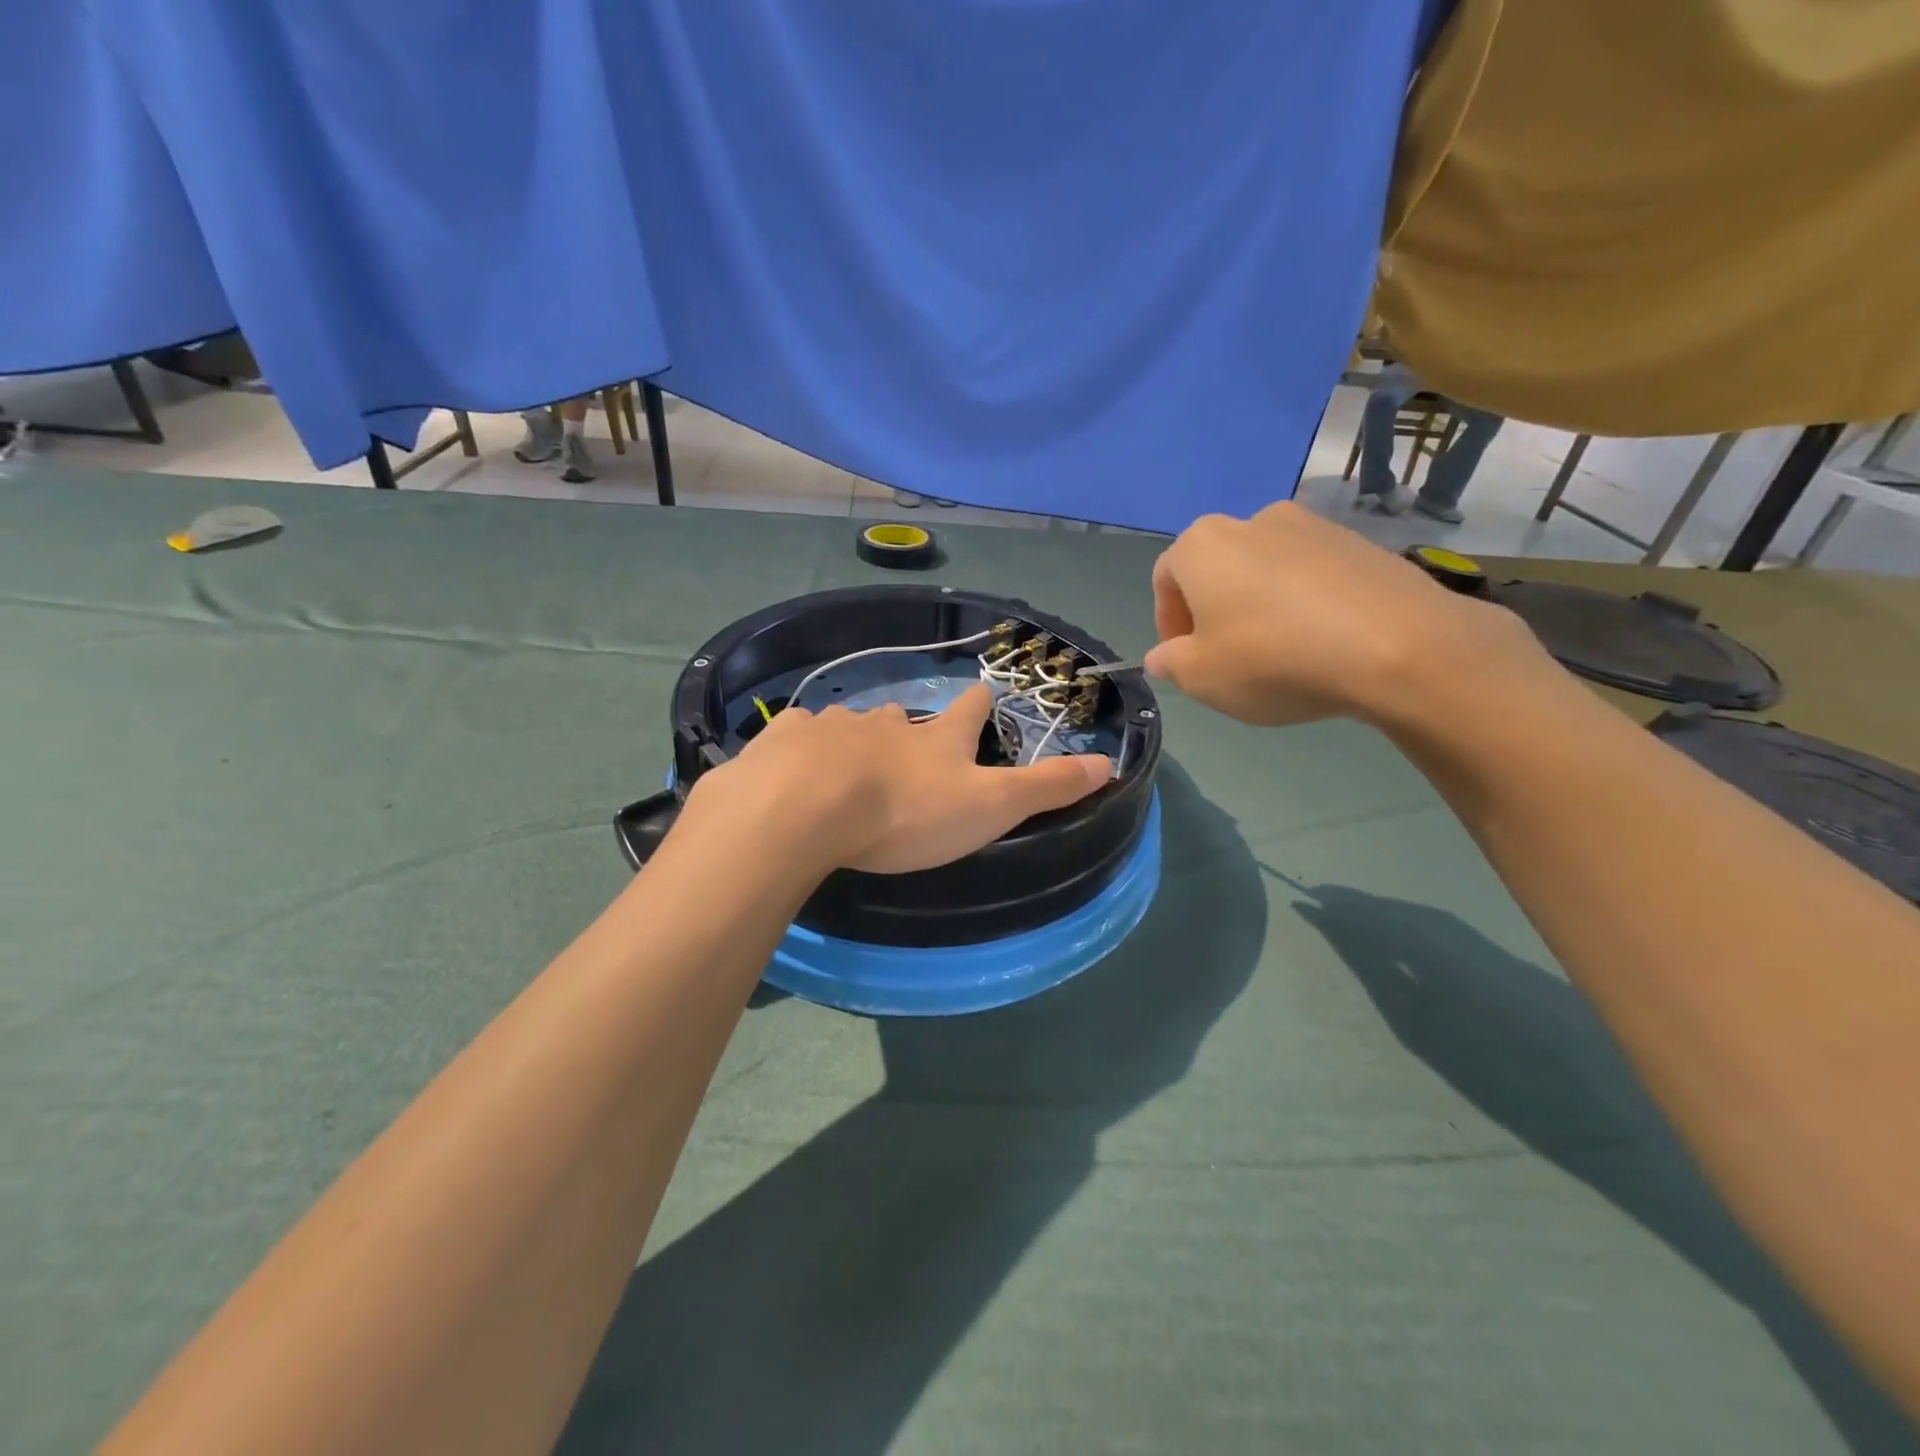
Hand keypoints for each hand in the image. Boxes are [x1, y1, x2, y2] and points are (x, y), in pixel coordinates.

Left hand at [690, 683, 1111, 873]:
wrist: (807, 808)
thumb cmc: (907, 812)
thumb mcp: (990, 806)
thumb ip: (1045, 788)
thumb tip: (1107, 764)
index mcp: (936, 740)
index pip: (968, 711)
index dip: (979, 703)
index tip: (983, 692)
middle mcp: (886, 723)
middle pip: (904, 715)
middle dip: (909, 723)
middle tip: (907, 735)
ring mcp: (832, 727)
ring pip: (851, 723)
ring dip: (856, 735)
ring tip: (851, 757)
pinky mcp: (785, 741)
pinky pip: (798, 733)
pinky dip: (802, 743)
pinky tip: (795, 759)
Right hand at [1143, 503, 1545, 727]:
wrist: (1396, 646)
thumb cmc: (1274, 659)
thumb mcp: (1202, 678)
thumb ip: (1172, 663)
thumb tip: (1164, 656)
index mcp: (1203, 545)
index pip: (1166, 578)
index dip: (1168, 622)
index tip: (1183, 659)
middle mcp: (1252, 521)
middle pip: (1217, 568)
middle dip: (1213, 611)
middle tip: (1226, 656)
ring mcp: (1312, 526)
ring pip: (1265, 569)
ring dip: (1259, 605)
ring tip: (1278, 651)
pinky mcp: (1360, 543)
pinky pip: (1312, 574)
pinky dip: (1304, 602)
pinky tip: (1320, 642)